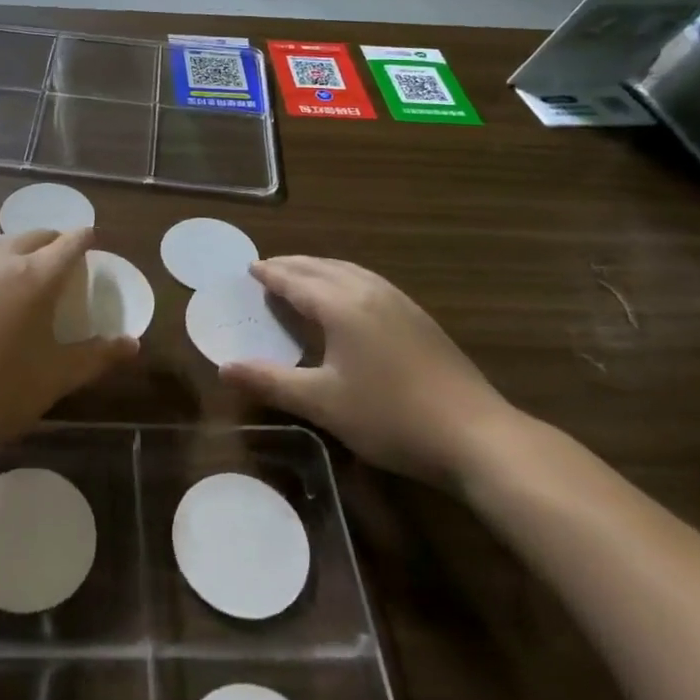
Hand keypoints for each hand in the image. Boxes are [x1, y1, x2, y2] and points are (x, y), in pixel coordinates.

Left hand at [0, 228, 136, 450]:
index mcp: (36, 276)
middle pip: (36, 235)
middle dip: (55, 242)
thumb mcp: (54, 378)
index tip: (94, 245)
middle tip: (63, 264)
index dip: (86, 240)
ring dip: (22, 250)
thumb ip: (96, 356)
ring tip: (27, 275)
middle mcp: (2, 259)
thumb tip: (132, 344)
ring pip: (3, 243)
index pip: (70, 242)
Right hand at [220, 256, 522, 485]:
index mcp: (341, 306)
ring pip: (349, 271)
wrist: (475, 433)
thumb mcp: (322, 403)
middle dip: (292, 265)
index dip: (270, 273)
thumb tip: (224, 368)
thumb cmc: (390, 416)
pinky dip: (344, 277)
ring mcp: (398, 301)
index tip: (250, 267)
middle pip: (321, 268)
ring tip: (302, 275)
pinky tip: (349, 296)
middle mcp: (368, 292)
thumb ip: (271, 382)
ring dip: (319, 268)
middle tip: (268, 269)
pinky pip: (369, 281)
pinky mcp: (418, 316)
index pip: (295, 280)